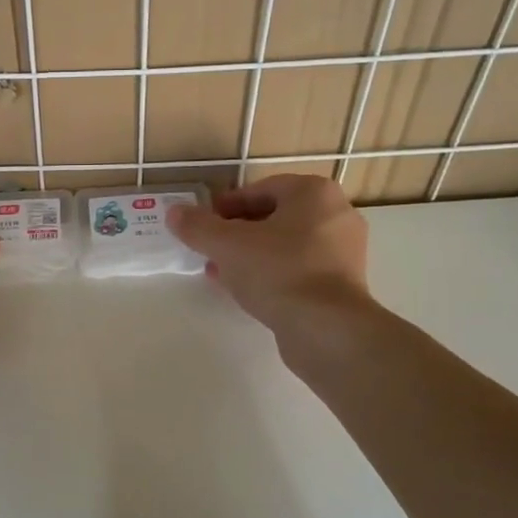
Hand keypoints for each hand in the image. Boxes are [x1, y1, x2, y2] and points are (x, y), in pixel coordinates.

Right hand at [168, 174, 371, 344]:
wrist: (326, 328)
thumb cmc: (278, 271)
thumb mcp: (227, 246)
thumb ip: (198, 227)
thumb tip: (174, 213)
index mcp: (314, 193)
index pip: (260, 189)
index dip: (226, 206)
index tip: (202, 224)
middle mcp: (335, 214)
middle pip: (274, 217)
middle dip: (237, 233)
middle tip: (209, 249)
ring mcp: (343, 251)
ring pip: (285, 246)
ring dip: (250, 255)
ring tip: (219, 272)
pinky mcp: (341, 284)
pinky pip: (298, 270)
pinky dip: (271, 274)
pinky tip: (245, 291)